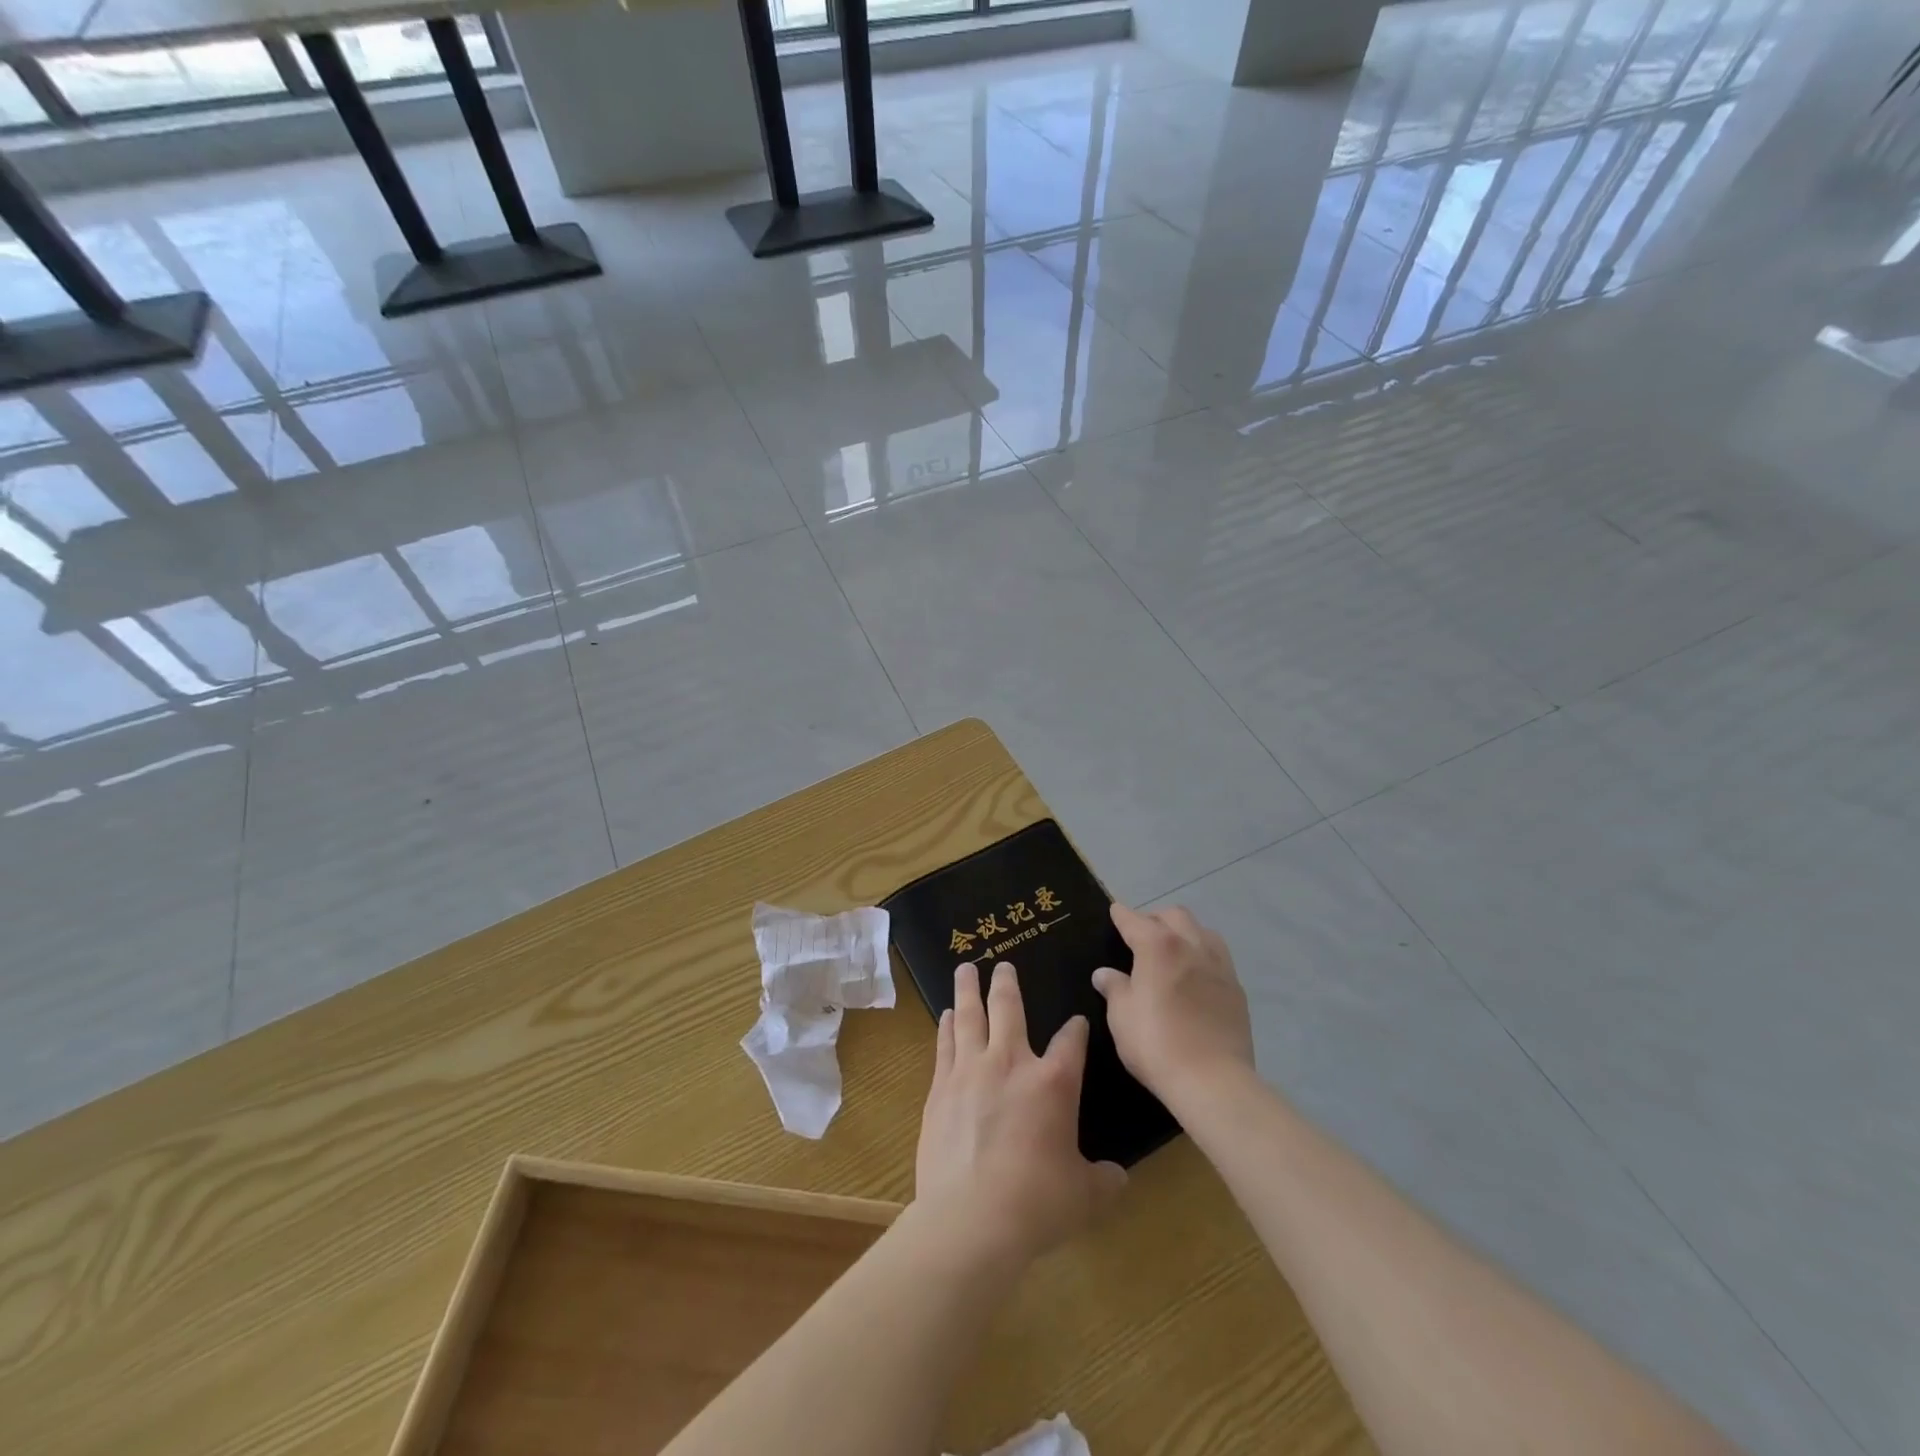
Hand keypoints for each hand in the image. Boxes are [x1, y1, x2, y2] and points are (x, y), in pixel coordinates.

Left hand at [915, 962, 1127, 1264]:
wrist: (971, 1218)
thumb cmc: (1037, 1203)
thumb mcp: (1085, 1196)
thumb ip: (1104, 1180)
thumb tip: (1119, 1178)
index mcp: (1054, 1082)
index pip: (1071, 1041)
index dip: (1076, 1029)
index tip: (1076, 1023)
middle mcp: (1011, 1063)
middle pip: (1009, 1008)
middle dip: (1007, 983)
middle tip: (1003, 964)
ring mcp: (971, 1071)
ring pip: (970, 1016)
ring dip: (969, 990)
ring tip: (965, 969)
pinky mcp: (940, 1088)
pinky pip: (945, 1044)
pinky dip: (947, 1026)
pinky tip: (947, 1015)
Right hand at [1093, 904, 1255, 1106]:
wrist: (1214, 1081)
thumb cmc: (1156, 1044)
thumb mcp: (1122, 1016)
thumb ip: (1114, 988)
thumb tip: (1104, 973)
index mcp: (1158, 946)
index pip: (1134, 920)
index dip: (1121, 915)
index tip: (1114, 912)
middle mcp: (1191, 945)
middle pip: (1174, 915)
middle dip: (1154, 918)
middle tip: (1140, 935)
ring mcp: (1218, 965)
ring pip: (1202, 930)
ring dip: (1184, 931)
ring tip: (1172, 950)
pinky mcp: (1236, 988)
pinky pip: (1218, 956)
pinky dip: (1202, 954)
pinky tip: (1195, 974)